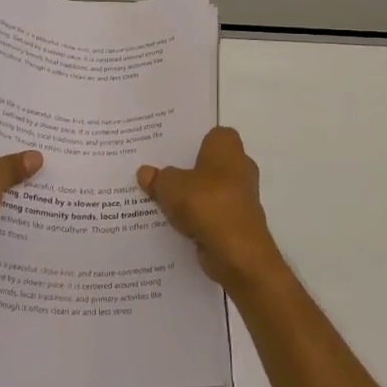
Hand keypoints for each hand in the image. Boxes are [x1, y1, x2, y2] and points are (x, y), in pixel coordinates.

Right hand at [137, 127, 283, 293]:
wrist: (237, 252)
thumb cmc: (206, 203)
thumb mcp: (170, 186)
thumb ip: (158, 178)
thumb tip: (145, 172)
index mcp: (227, 147)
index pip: (211, 134)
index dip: (191, 140)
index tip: (168, 149)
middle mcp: (240, 167)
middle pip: (209, 163)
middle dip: (187, 169)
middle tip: (158, 173)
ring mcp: (241, 196)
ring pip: (209, 190)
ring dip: (191, 197)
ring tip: (160, 200)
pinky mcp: (238, 222)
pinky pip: (212, 213)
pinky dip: (198, 218)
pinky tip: (174, 224)